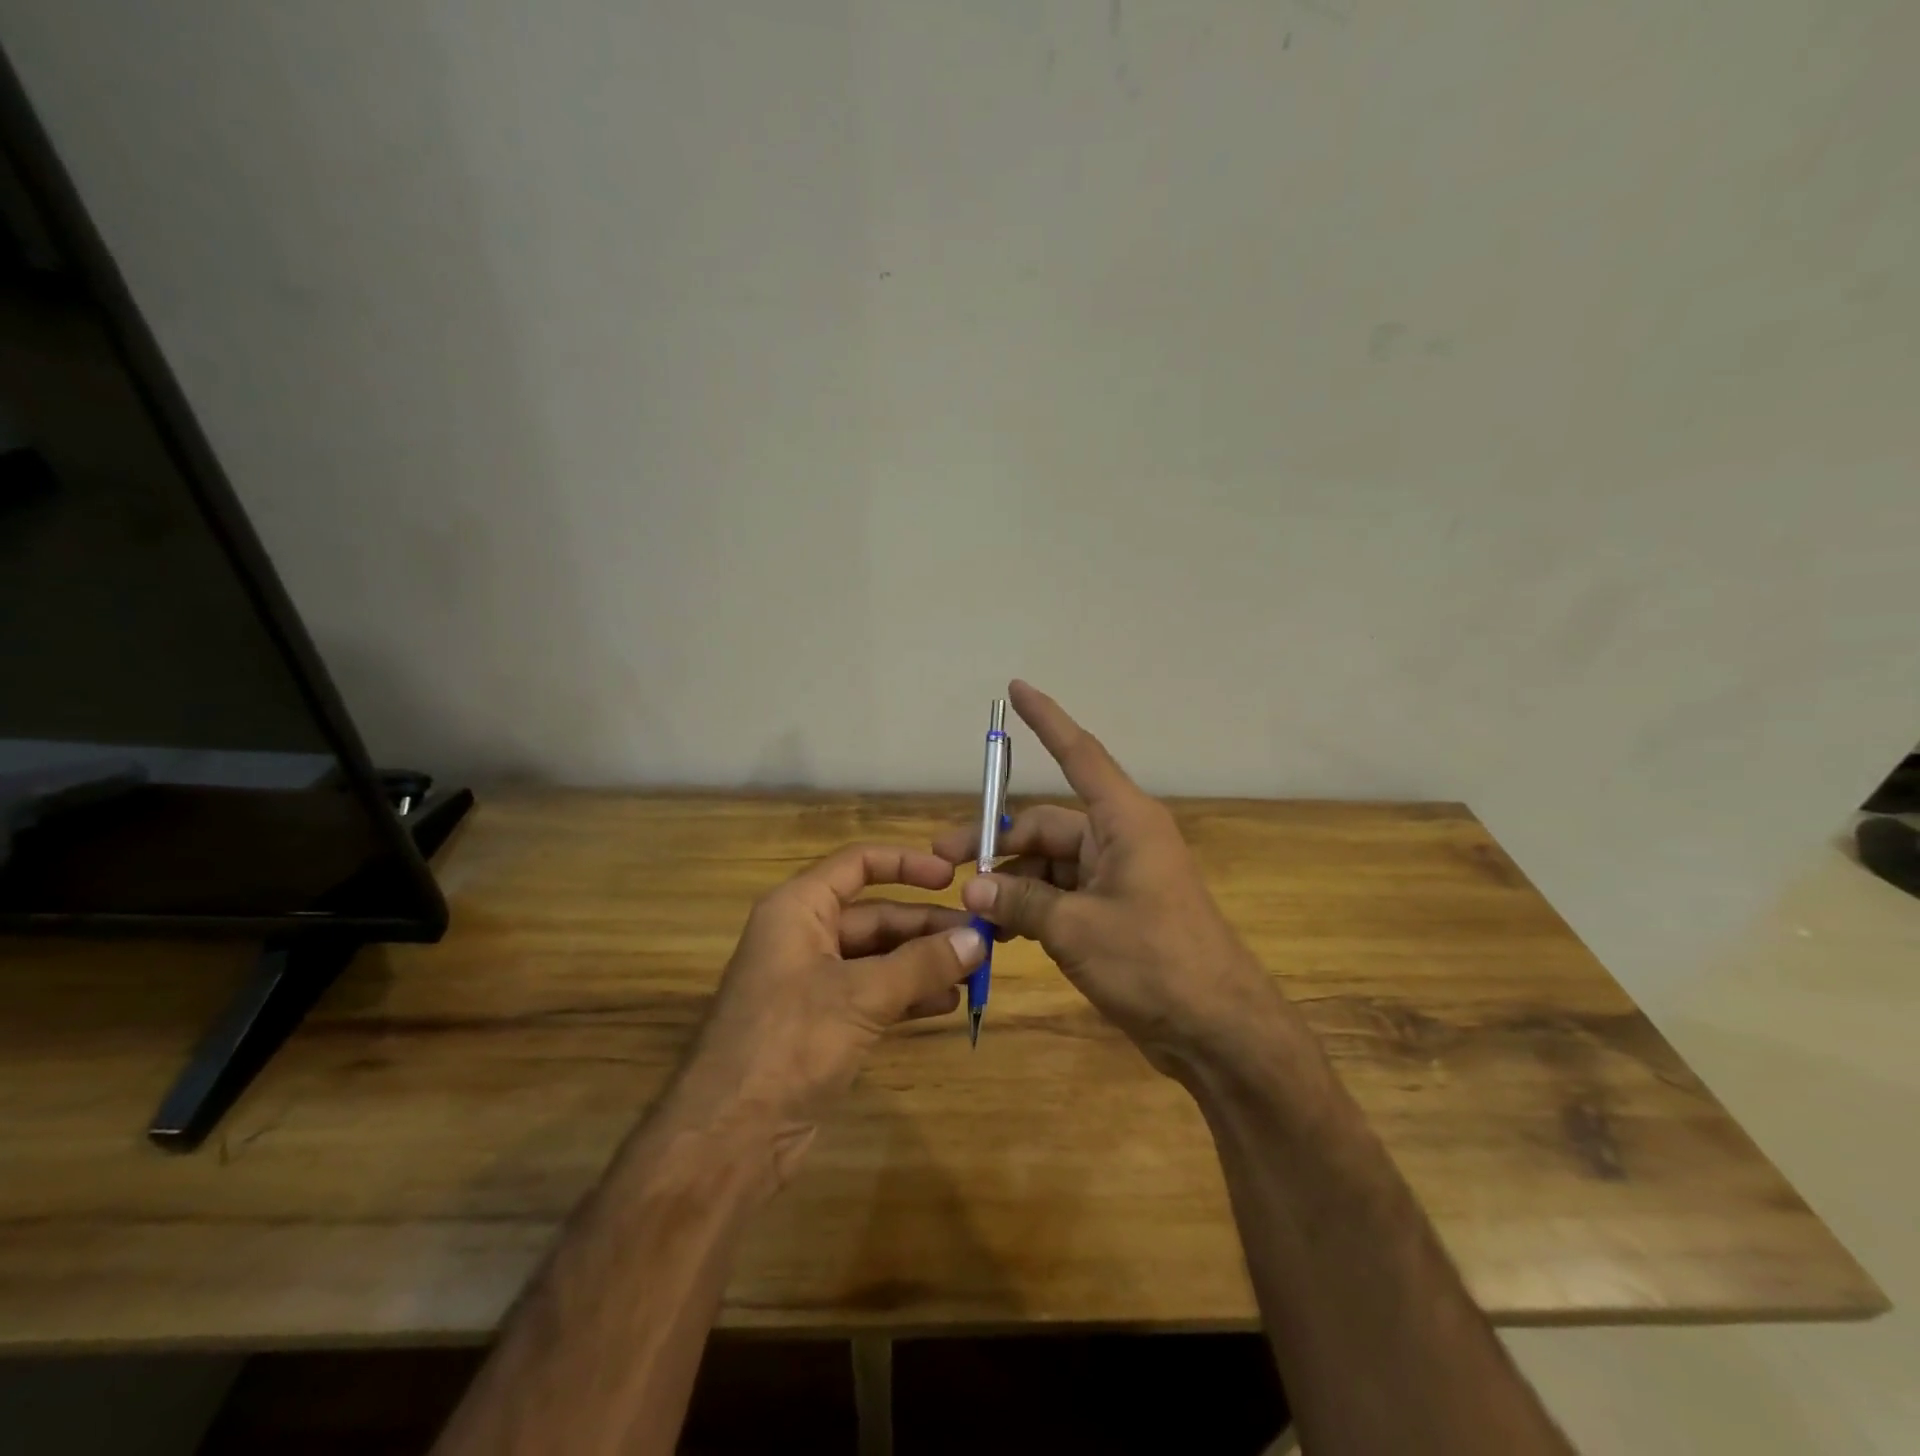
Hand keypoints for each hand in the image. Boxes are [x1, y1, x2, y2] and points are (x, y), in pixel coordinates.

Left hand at [676, 844, 985, 1175]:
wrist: (729, 1138)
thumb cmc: (789, 1044)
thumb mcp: (861, 996)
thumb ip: (921, 964)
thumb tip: (978, 939)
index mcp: (799, 909)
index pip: (858, 864)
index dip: (906, 864)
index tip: (954, 878)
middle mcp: (805, 937)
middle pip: (876, 915)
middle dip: (927, 927)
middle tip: (982, 940)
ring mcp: (813, 983)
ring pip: (879, 958)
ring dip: (924, 962)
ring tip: (975, 972)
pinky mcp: (823, 1024)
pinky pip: (874, 995)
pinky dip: (909, 995)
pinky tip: (947, 1004)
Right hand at [933, 681, 1290, 1077]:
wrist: (1217, 1030)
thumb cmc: (1154, 962)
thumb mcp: (1075, 929)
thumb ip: (1019, 902)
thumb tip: (971, 888)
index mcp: (1123, 821)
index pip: (1079, 754)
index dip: (1047, 720)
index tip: (1016, 689)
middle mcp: (1119, 839)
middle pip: (1046, 824)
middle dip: (996, 843)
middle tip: (945, 865)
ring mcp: (1117, 878)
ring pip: (1048, 865)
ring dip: (1010, 884)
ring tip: (970, 913)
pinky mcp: (1114, 913)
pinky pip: (1061, 896)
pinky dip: (1030, 908)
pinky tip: (998, 933)